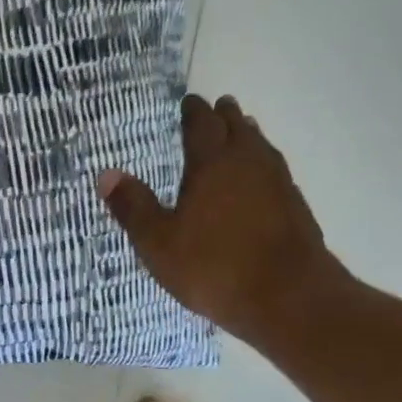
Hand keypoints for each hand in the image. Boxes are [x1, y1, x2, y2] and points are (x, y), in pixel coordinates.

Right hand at [98, 94, 349, 343]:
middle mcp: (248, 162)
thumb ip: (133, 207)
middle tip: (215, 109)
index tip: (188, 103)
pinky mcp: (295, 206)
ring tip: (239, 133)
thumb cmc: (214, 267)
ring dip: (247, 135)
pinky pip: (274, 170)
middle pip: (236, 126)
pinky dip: (262, 164)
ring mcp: (278, 182)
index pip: (201, 123)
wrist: (289, 298)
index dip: (193, 111)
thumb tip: (106, 174)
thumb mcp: (158, 243)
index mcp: (212, 163)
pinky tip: (259, 179)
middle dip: (223, 116)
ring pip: (260, 146)